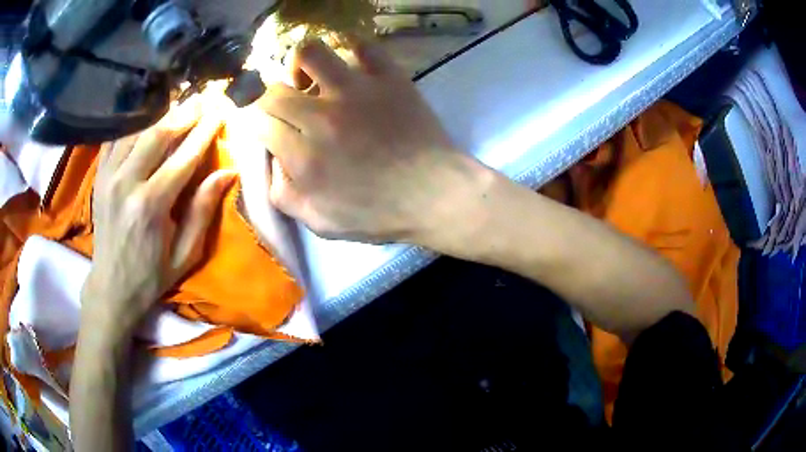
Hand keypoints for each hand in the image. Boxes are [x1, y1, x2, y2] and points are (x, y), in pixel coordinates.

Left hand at [82, 100, 234, 341]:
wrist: (111, 288)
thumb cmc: (151, 275)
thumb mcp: (185, 254)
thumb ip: (202, 211)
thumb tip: (227, 173)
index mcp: (151, 207)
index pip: (183, 156)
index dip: (205, 131)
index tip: (221, 111)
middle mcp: (127, 184)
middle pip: (157, 133)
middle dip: (184, 112)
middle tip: (203, 98)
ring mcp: (109, 177)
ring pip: (135, 130)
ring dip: (159, 112)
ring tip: (178, 101)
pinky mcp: (99, 177)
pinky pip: (115, 138)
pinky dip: (132, 123)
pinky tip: (146, 115)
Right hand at [240, 38, 489, 243]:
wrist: (436, 196)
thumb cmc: (380, 214)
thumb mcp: (321, 223)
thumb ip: (284, 195)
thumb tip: (273, 163)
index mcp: (302, 155)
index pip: (258, 122)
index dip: (259, 123)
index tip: (270, 127)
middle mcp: (321, 116)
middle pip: (273, 89)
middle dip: (271, 98)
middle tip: (288, 107)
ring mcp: (356, 90)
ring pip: (309, 52)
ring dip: (302, 64)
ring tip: (313, 79)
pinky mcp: (388, 77)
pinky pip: (362, 45)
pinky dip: (352, 51)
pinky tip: (353, 69)